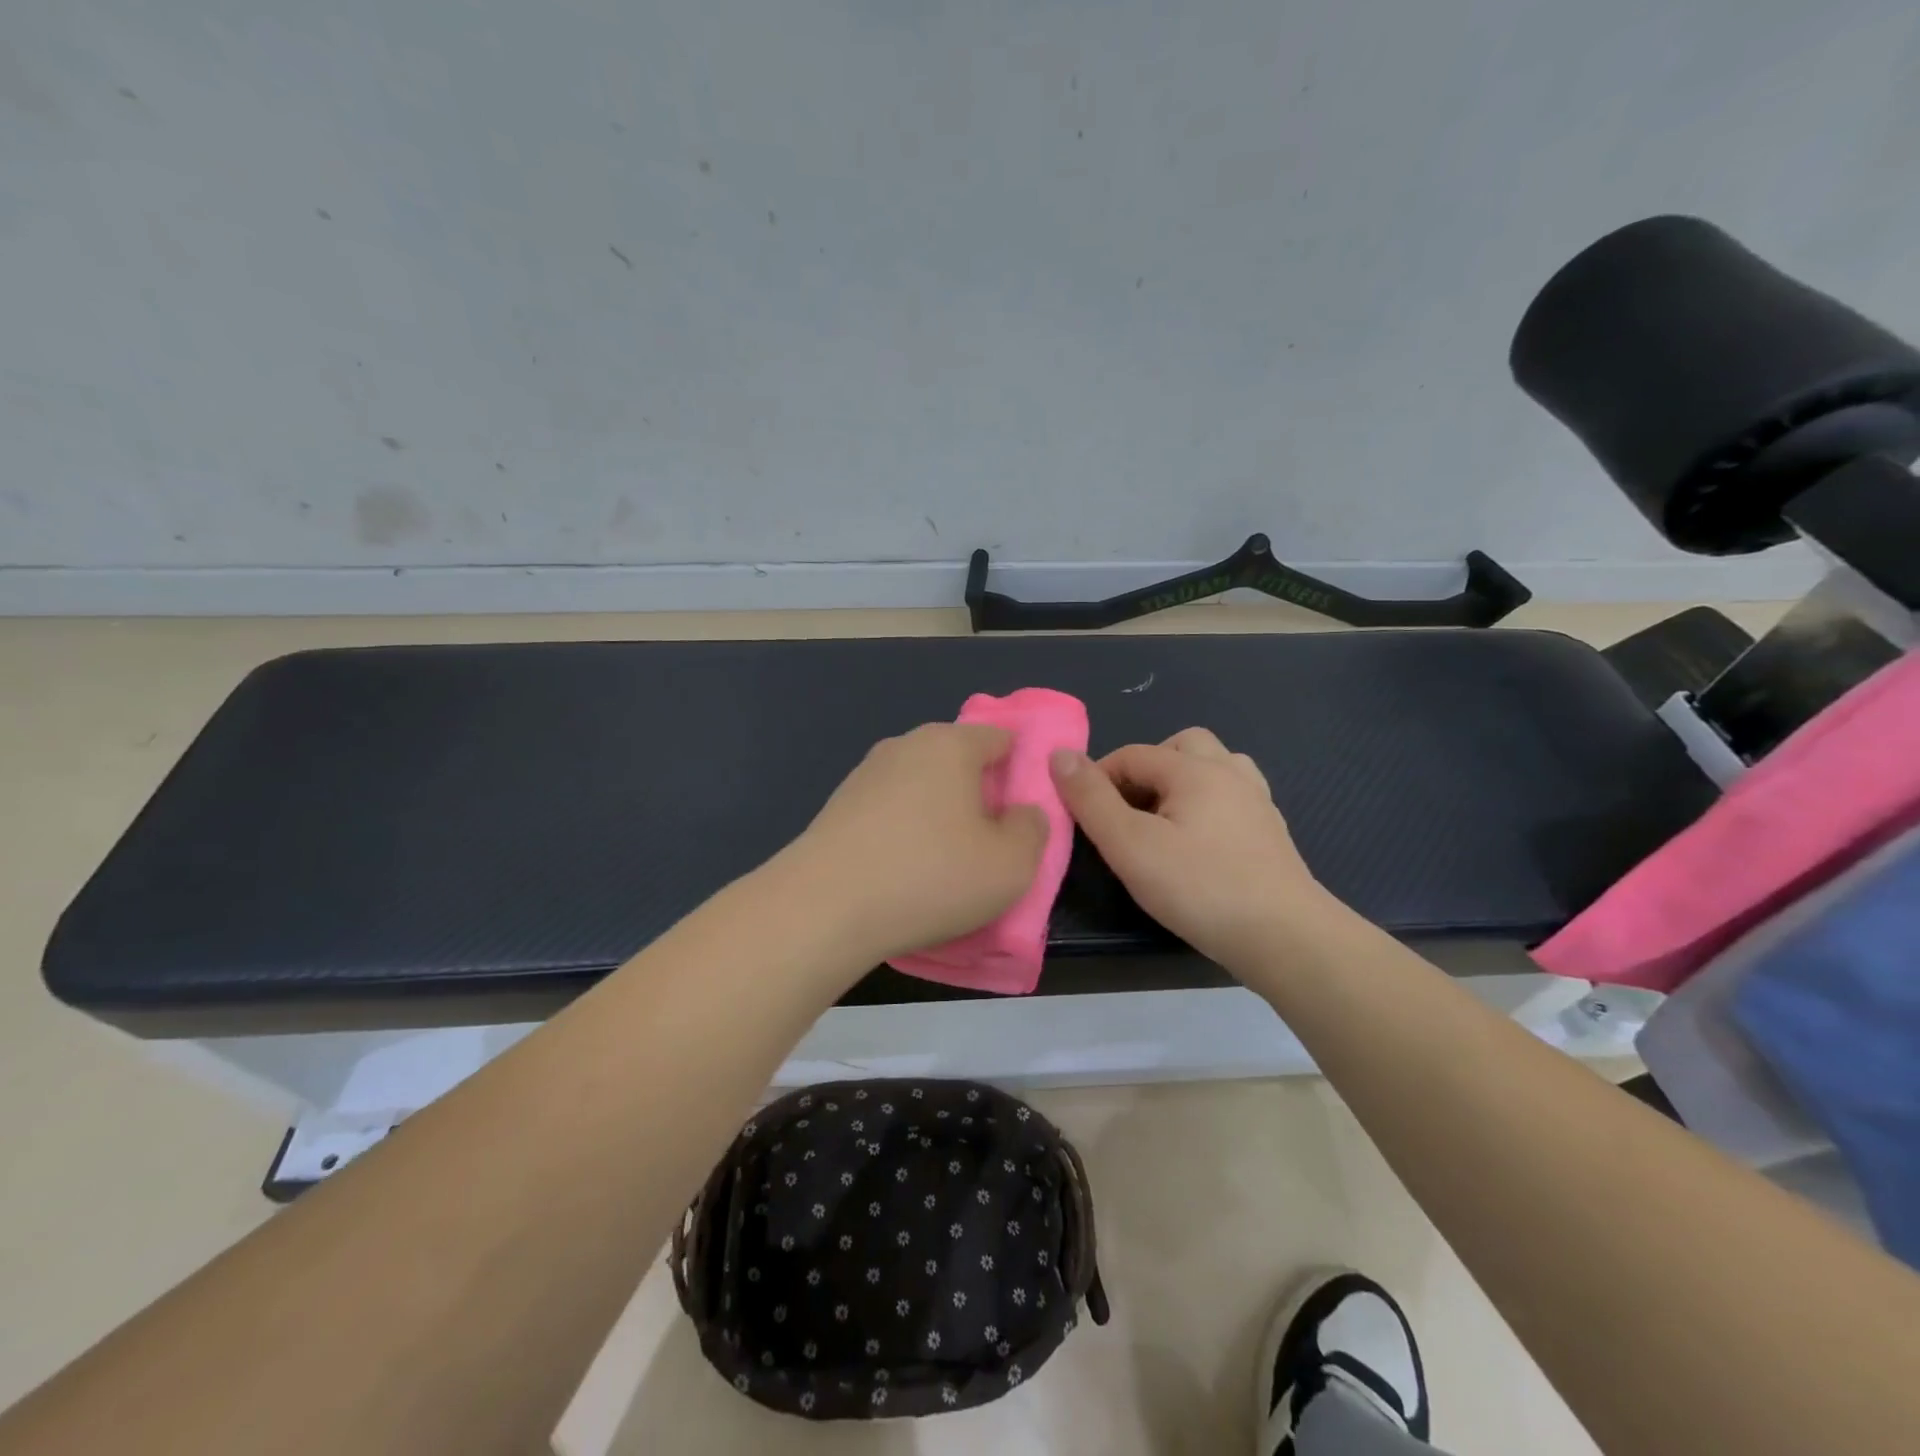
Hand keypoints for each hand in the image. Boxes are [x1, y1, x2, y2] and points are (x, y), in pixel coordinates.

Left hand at [783, 724, 1047, 964]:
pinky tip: (904, 873)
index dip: (1022, 769)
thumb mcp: (1012, 864)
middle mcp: (904, 746)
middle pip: (958, 762)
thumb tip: (1022, 812)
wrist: (824, 908)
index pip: (1001, 738)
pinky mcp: (838, 808)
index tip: (1026, 811)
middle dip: (979, 796)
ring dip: (939, 818)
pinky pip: (890, 814)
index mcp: (950, 745)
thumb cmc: (931, 876)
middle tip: (991, 844)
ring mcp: (865, 775)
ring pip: (922, 789)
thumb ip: (1033, 829)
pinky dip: (904, 835)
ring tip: (945, 866)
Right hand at [1050, 727, 1340, 971]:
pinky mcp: (1271, 832)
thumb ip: (1091, 799)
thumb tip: (1059, 755)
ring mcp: (1257, 801)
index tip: (1084, 816)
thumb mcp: (1130, 845)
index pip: (1132, 754)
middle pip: (1180, 746)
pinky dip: (1209, 804)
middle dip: (1146, 769)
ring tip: (1164, 820)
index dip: (1098, 778)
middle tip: (1127, 812)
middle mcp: (1230, 772)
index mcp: (1194, 769)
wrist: (1285, 937)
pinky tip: (1200, 841)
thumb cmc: (1200, 887)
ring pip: (1214, 766)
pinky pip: (1234, 796)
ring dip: (1183, 781)